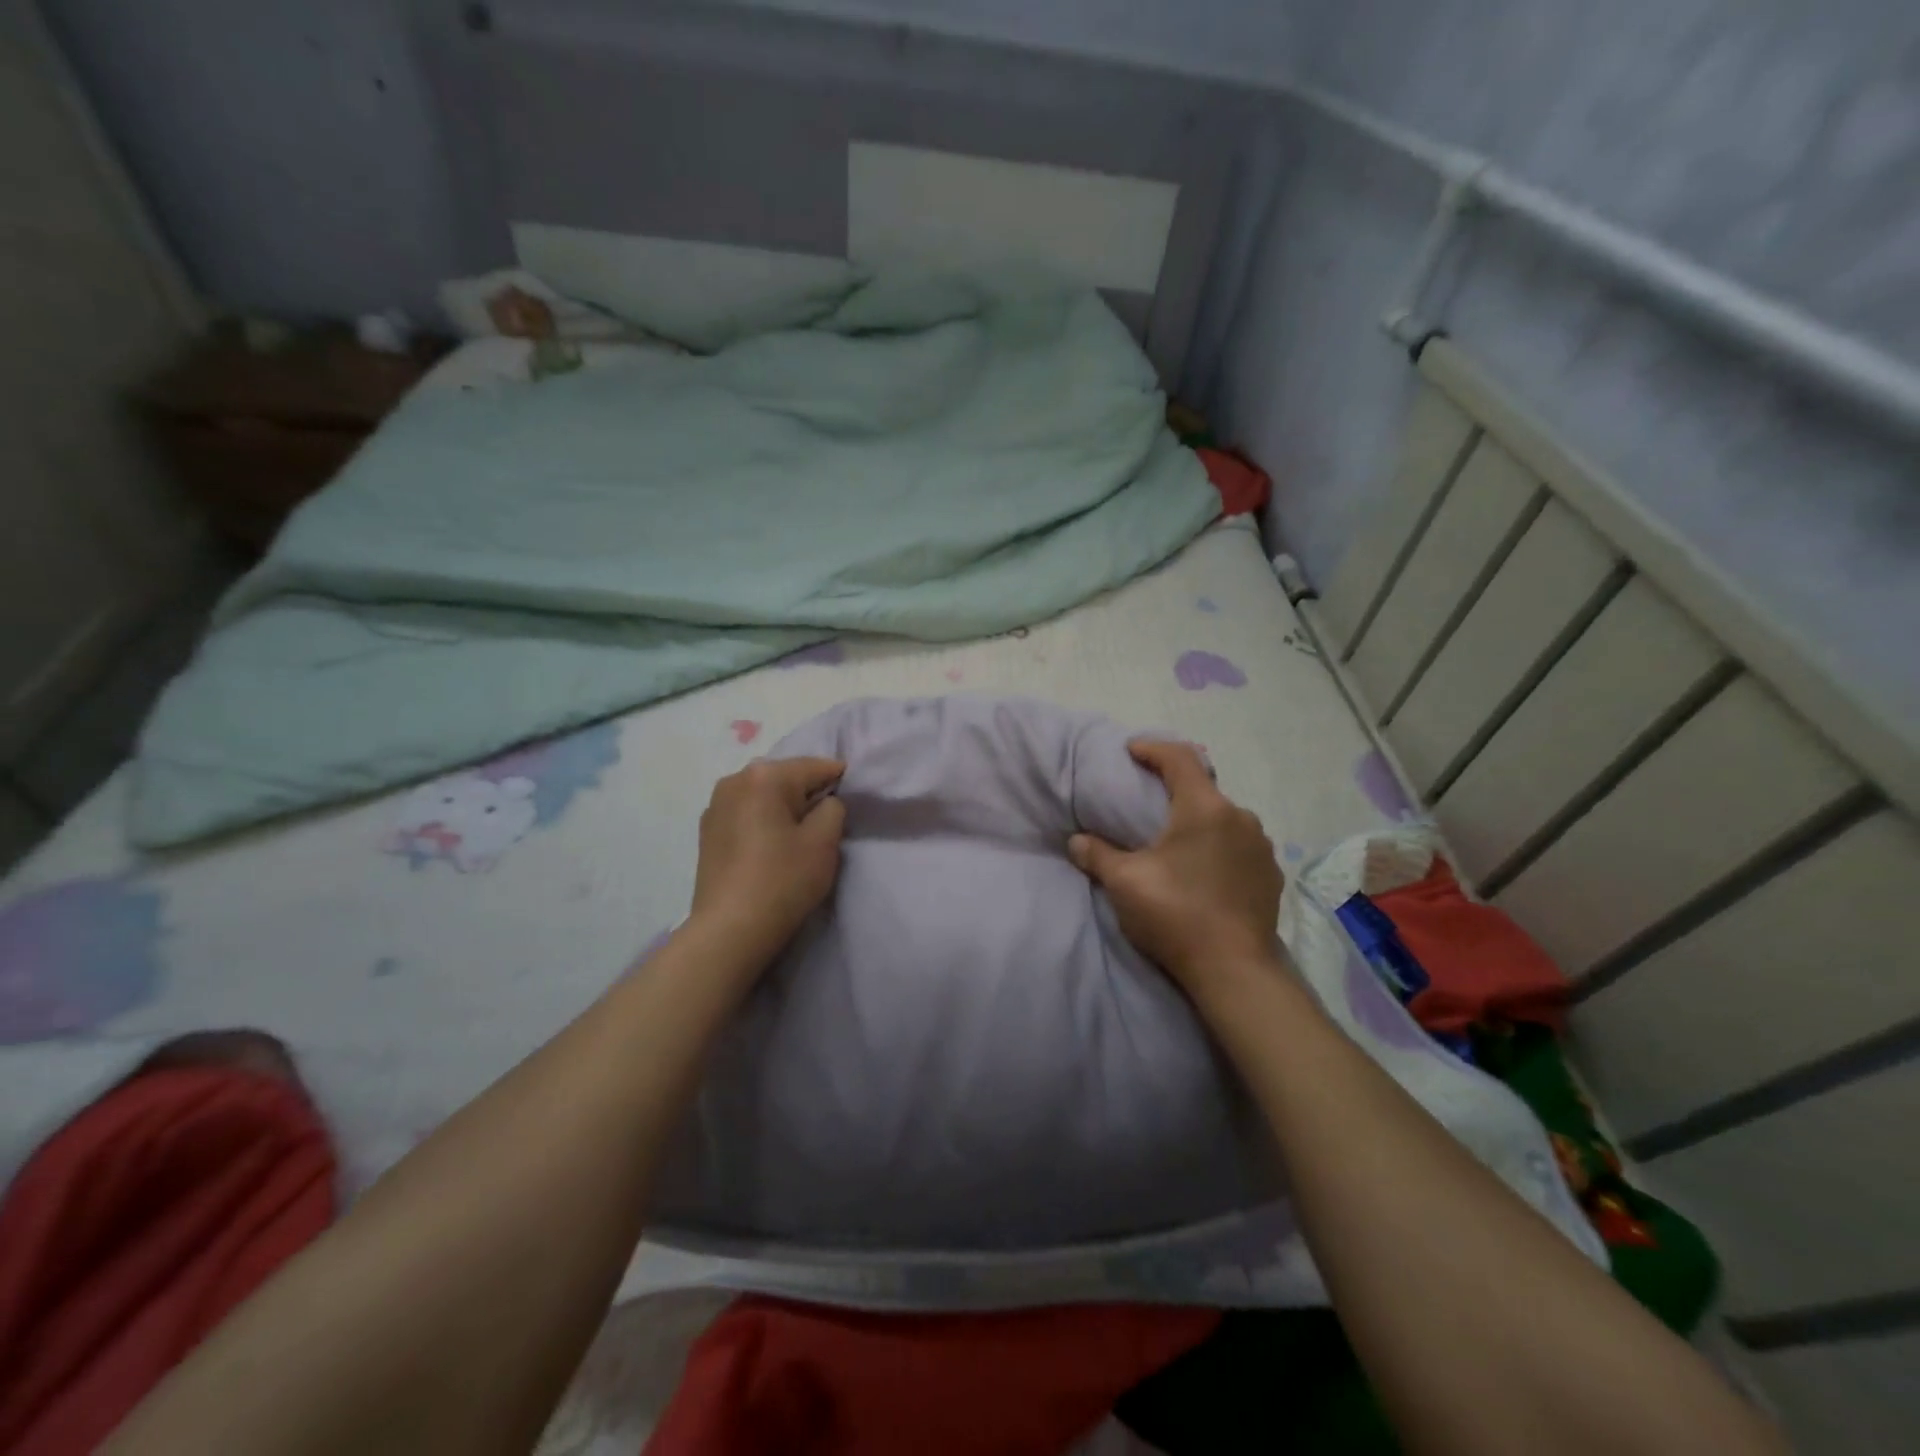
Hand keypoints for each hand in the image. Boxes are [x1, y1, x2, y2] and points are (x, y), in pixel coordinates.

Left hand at [690, 757, 846, 964]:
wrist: (730, 930)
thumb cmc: (783, 880)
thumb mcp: (825, 842)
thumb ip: (834, 808)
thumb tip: (824, 803)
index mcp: (765, 775)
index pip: (817, 767)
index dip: (840, 782)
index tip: (853, 803)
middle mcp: (735, 779)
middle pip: (787, 777)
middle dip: (809, 795)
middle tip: (826, 825)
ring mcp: (716, 804)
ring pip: (764, 795)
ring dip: (784, 808)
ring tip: (798, 838)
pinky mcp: (707, 830)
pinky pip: (746, 813)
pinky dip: (763, 821)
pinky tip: (771, 848)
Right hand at [1068, 740, 1284, 998]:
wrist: (1234, 971)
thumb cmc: (1176, 915)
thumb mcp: (1125, 883)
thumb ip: (1097, 854)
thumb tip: (1076, 841)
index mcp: (1205, 809)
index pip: (1179, 758)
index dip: (1152, 748)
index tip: (1131, 750)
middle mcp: (1241, 818)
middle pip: (1203, 787)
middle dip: (1174, 787)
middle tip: (1147, 797)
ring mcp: (1261, 847)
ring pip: (1224, 817)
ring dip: (1198, 819)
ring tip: (1175, 838)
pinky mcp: (1270, 875)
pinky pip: (1239, 845)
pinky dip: (1218, 845)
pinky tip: (1203, 868)